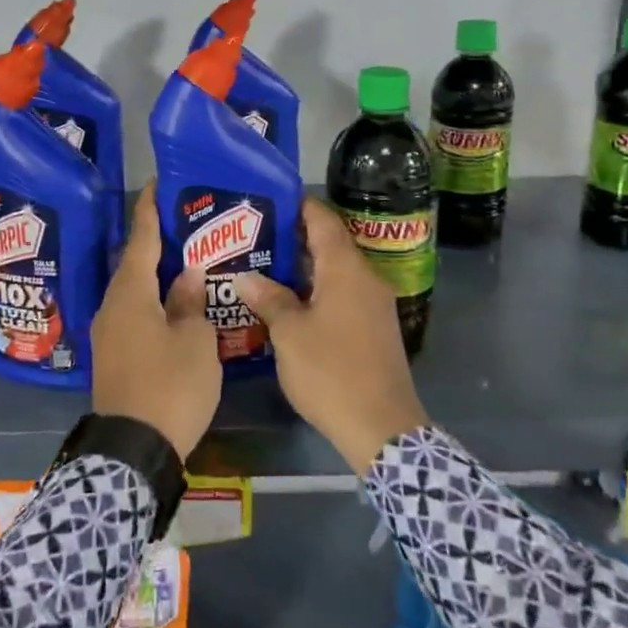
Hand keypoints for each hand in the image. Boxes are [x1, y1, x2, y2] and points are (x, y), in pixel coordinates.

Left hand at [91, 183, 222, 463]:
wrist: (133, 450)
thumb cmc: (170, 386)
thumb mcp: (195, 340)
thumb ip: (190, 302)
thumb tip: (186, 274)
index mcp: (130, 293)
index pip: (141, 239)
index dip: (150, 210)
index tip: (157, 184)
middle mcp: (111, 306)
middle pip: (133, 264)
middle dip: (155, 243)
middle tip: (183, 224)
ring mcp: (108, 333)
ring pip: (132, 291)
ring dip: (153, 275)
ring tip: (182, 261)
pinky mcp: (112, 355)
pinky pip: (132, 313)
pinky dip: (151, 300)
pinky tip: (171, 304)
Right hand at [236, 200, 427, 473]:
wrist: (382, 428)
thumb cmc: (331, 371)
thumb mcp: (289, 334)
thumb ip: (268, 298)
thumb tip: (246, 276)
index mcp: (347, 269)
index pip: (323, 219)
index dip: (297, 205)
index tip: (267, 199)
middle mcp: (365, 278)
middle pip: (329, 244)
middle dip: (293, 238)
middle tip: (253, 236)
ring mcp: (374, 304)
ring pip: (335, 271)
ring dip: (303, 268)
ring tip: (263, 266)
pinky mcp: (374, 328)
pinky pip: (342, 294)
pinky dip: (316, 290)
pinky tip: (288, 302)